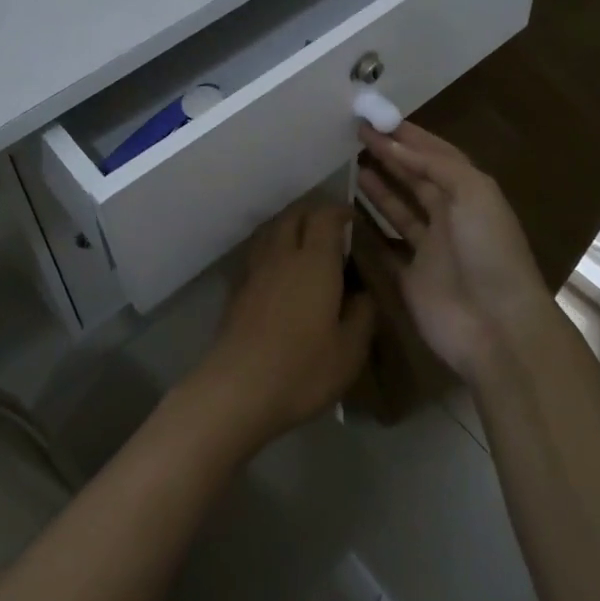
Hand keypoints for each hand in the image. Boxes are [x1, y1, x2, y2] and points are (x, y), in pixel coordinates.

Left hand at [184, 202, 377, 453]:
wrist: (237, 389)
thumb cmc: (302, 368)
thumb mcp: (350, 350)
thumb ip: (362, 314)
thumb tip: (363, 293)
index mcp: (314, 262)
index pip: (325, 217)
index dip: (339, 211)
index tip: (353, 218)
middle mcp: (281, 255)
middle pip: (293, 215)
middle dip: (313, 213)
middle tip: (331, 228)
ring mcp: (254, 270)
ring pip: (271, 230)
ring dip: (289, 226)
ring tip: (303, 243)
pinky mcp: (237, 289)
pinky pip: (257, 253)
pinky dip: (271, 248)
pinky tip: (278, 270)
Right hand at [356, 122, 550, 383]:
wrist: (497, 326)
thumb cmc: (489, 251)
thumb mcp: (473, 192)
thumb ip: (435, 164)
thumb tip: (393, 144)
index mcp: (469, 193)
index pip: (435, 155)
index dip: (408, 137)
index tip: (375, 118)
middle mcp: (450, 216)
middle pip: (415, 179)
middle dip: (389, 156)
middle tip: (354, 135)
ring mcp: (429, 249)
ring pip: (398, 209)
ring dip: (377, 187)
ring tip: (348, 164)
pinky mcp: (410, 278)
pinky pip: (384, 247)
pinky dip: (367, 231)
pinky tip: (345, 213)